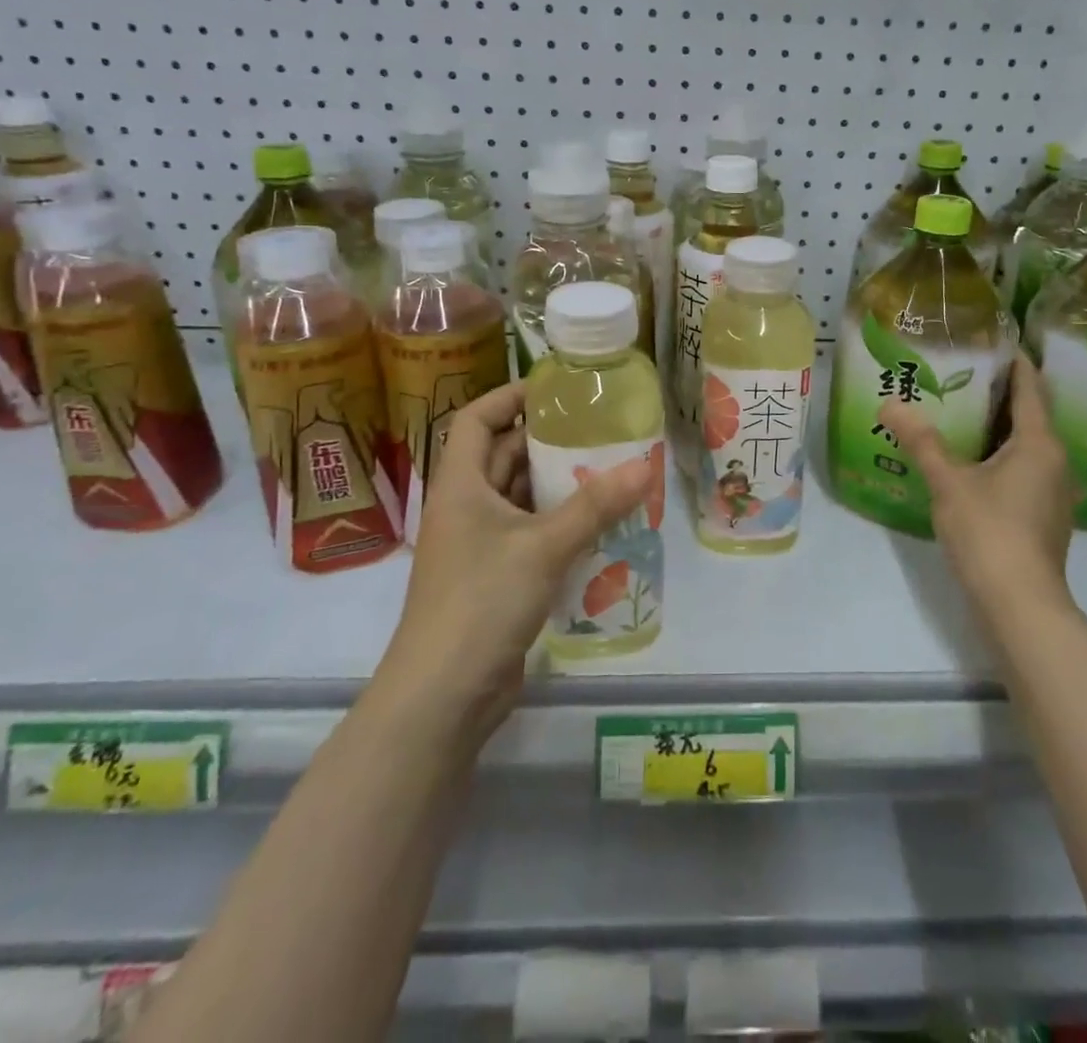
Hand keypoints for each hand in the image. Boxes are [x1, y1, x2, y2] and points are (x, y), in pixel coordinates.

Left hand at [381, 381, 654, 738]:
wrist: (441, 697)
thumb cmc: (480, 602)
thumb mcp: (542, 547)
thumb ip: (594, 506)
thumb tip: (645, 466)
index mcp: (459, 485)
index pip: (475, 420)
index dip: (509, 397)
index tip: (555, 390)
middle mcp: (465, 508)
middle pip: (502, 456)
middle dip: (547, 440)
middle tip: (599, 428)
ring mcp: (478, 546)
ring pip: (520, 497)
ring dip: (558, 484)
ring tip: (609, 469)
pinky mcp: (495, 578)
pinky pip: (530, 534)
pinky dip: (559, 523)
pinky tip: (599, 523)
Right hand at [877, 356, 1076, 619]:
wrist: (1020, 603)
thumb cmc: (989, 531)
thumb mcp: (948, 482)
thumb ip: (921, 441)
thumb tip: (890, 403)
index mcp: (1040, 444)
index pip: (1031, 388)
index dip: (1016, 363)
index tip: (995, 342)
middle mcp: (1055, 461)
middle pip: (1031, 415)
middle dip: (1001, 394)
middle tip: (965, 373)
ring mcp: (1054, 492)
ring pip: (1028, 445)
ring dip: (1001, 427)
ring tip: (965, 413)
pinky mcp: (1045, 516)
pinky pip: (1025, 469)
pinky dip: (1002, 455)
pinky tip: (974, 461)